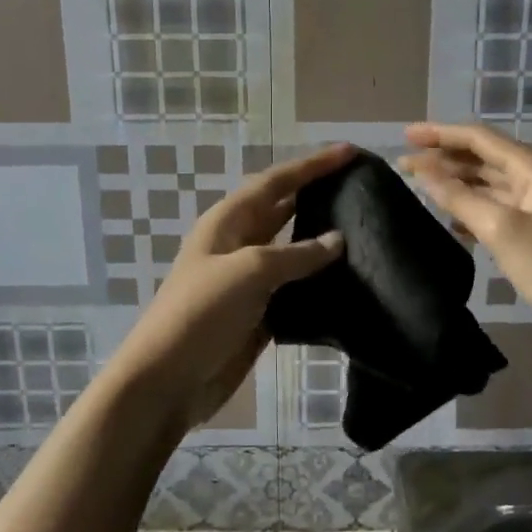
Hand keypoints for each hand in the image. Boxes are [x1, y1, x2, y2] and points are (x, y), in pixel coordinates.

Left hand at [109, 145, 352, 433]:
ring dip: (321, 237)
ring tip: (363, 227)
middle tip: (361, 185)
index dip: (312, 165)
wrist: (168, 380)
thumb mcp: (248, 272)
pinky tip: (347, 278)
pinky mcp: (259, 313)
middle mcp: (239, 244)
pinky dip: (318, 280)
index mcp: (228, 222)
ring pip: (291, 249)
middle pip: (283, 208)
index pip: (276, 182)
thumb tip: (338, 240)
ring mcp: (248, 280)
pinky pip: (294, 287)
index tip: (350, 152)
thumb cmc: (201, 313)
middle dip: (317, 193)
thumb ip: (296, 254)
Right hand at [401, 123, 531, 345]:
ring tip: (420, 187)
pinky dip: (470, 209)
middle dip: (444, 158)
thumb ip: (460, 199)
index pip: (479, 139)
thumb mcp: (503, 230)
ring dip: (455, 183)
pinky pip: (495, 210)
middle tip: (403, 165)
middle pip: (483, 159)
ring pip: (488, 185)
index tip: (405, 137)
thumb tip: (424, 172)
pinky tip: (450, 222)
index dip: (440, 134)